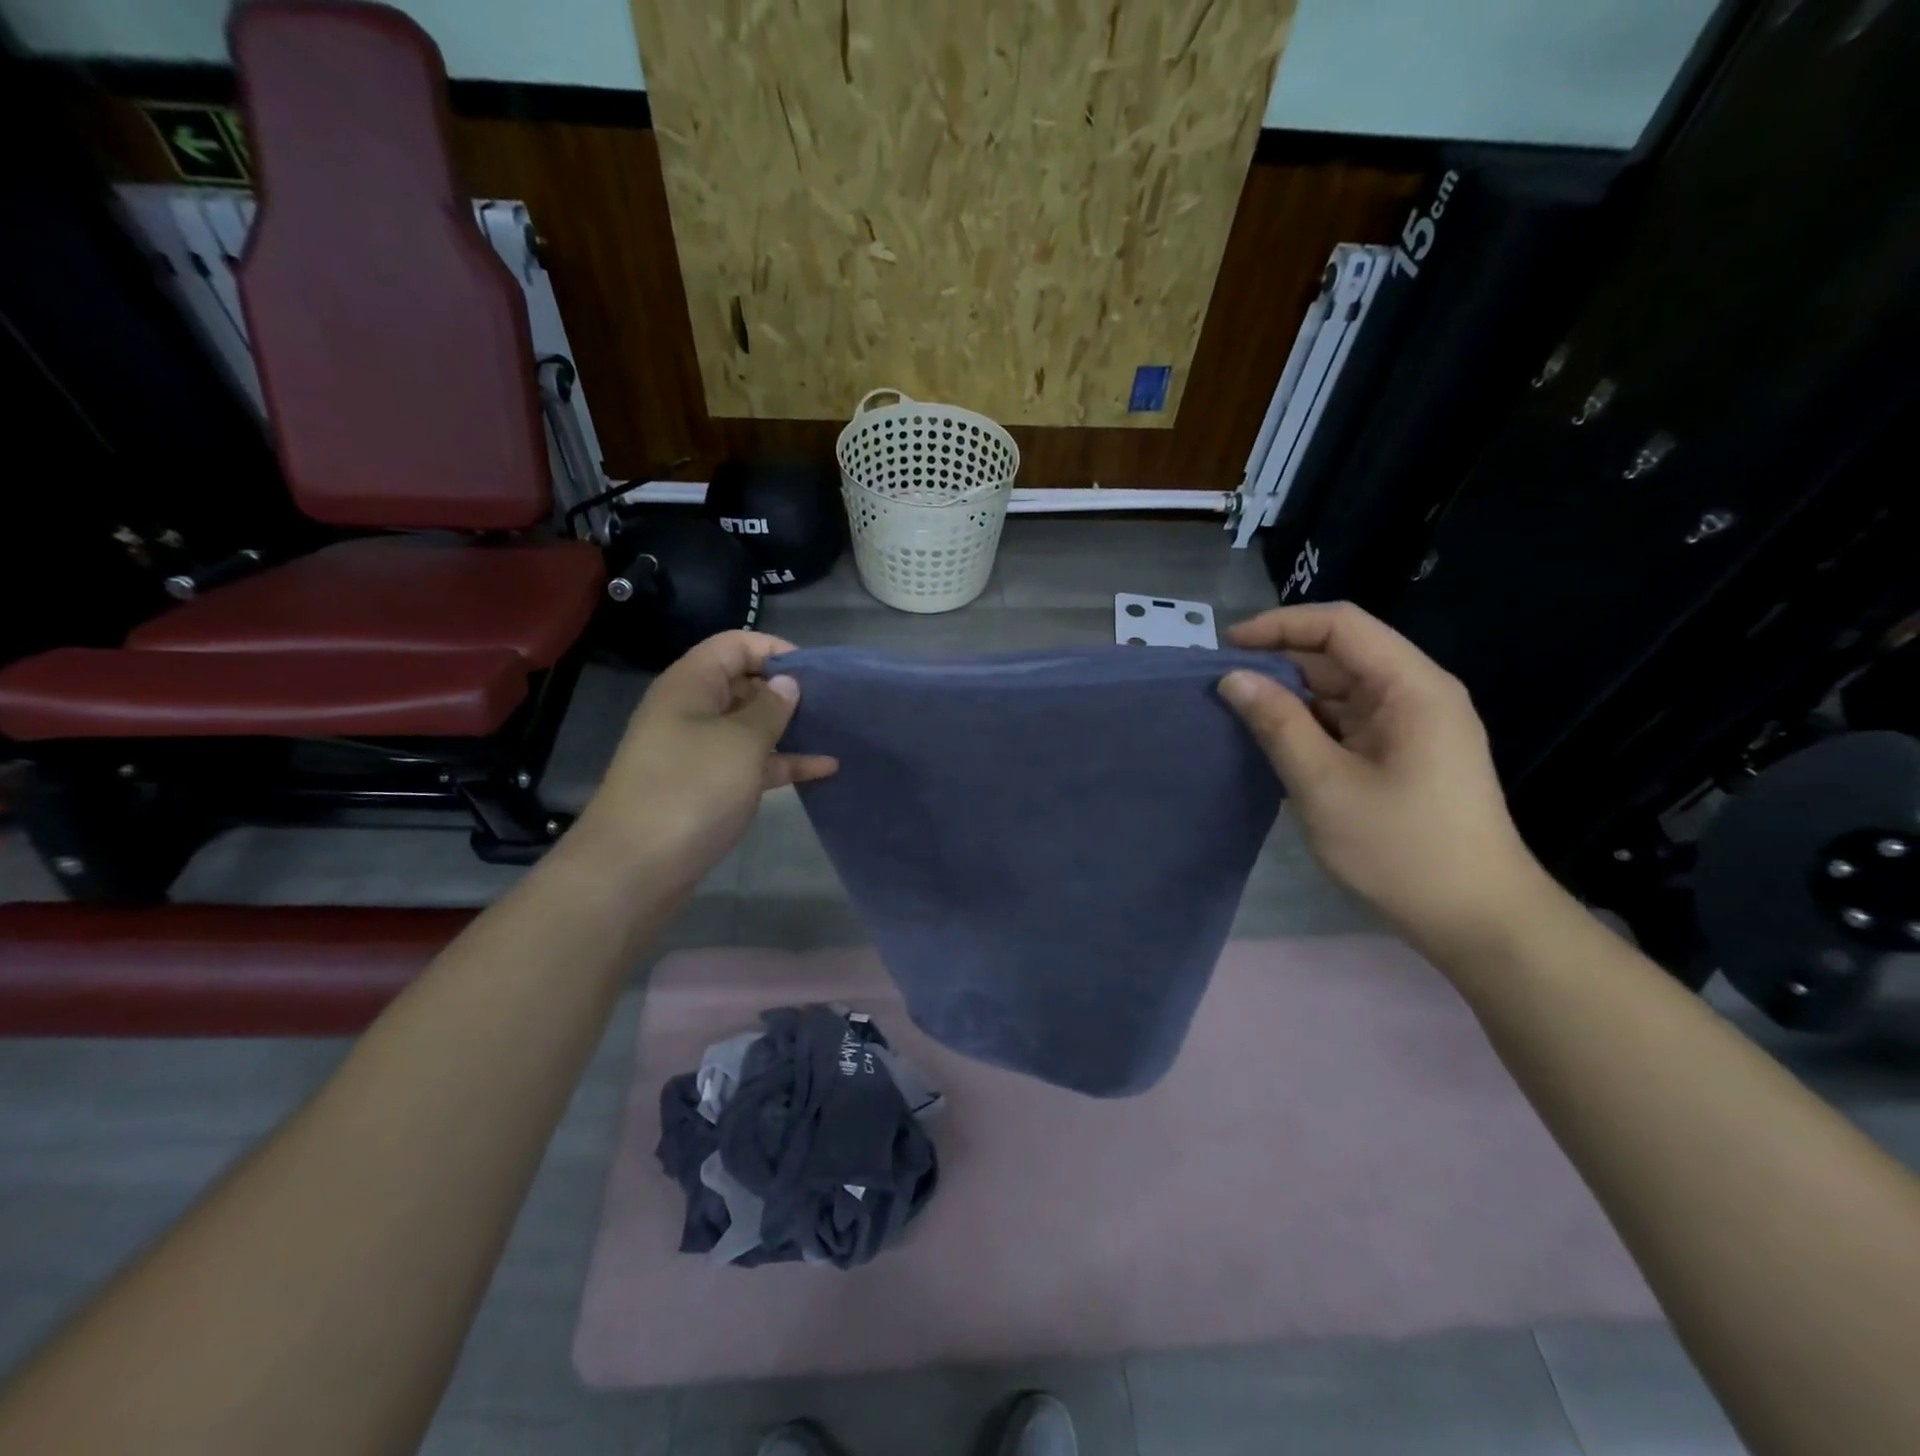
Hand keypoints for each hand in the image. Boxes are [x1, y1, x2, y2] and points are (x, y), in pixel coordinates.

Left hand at [575, 631, 836, 882]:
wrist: (636, 868)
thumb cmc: (691, 790)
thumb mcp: (740, 742)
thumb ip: (770, 708)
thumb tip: (787, 683)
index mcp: (691, 684)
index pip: (735, 645)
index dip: (775, 650)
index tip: (816, 672)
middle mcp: (692, 710)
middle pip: (743, 683)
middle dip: (786, 690)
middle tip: (832, 704)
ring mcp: (698, 750)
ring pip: (750, 726)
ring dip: (789, 728)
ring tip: (833, 733)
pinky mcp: (707, 785)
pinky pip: (750, 762)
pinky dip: (782, 763)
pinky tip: (823, 770)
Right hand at [1219, 603, 1547, 955]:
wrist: (1476, 920)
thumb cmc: (1401, 848)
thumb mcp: (1324, 784)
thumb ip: (1277, 724)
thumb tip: (1233, 678)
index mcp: (1411, 688)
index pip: (1341, 626)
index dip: (1280, 625)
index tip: (1227, 647)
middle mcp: (1417, 695)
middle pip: (1341, 656)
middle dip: (1280, 663)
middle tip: (1221, 686)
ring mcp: (1413, 726)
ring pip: (1341, 691)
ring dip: (1291, 698)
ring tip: (1237, 715)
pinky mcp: (1404, 755)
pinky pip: (1348, 723)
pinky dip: (1309, 727)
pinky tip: (1272, 743)